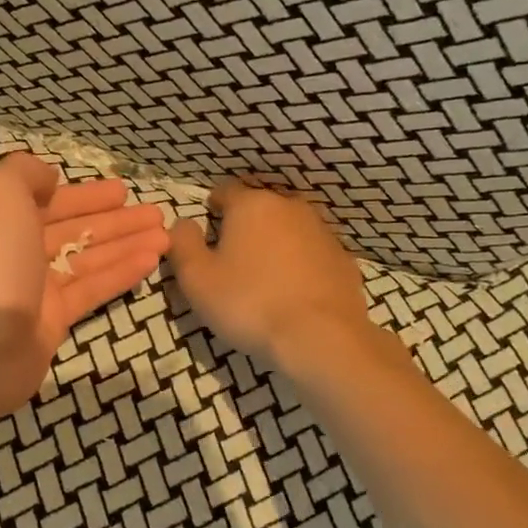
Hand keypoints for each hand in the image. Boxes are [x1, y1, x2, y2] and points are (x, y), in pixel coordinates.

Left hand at [0, 153, 169, 408]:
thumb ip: (25, 173)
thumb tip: (49, 179)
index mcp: (1, 220)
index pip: (50, 201)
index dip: (87, 195)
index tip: (123, 190)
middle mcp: (17, 252)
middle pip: (74, 231)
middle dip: (115, 220)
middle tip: (156, 213)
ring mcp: (36, 289)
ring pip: (89, 260)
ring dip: (126, 245)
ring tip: (167, 236)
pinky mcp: (54, 322)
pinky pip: (93, 290)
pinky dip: (121, 274)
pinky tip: (152, 261)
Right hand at [168, 180, 370, 366]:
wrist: (320, 337)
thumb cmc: (248, 303)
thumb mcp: (197, 278)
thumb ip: (183, 244)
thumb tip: (183, 223)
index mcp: (252, 205)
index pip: (225, 191)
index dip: (211, 208)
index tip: (206, 233)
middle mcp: (290, 208)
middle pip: (259, 209)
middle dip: (244, 227)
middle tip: (231, 261)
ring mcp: (322, 232)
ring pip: (288, 230)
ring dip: (274, 245)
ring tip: (263, 279)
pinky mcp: (344, 260)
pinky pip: (312, 255)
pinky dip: (300, 266)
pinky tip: (292, 293)